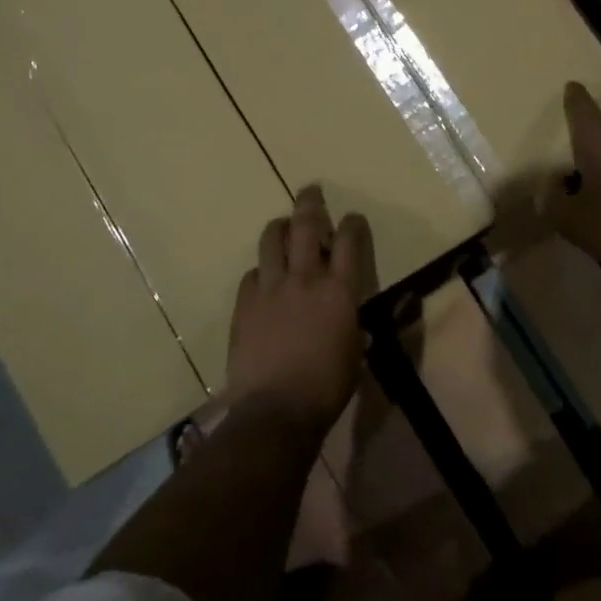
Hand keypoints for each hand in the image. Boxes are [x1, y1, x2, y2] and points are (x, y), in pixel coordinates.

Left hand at [226, 185, 373, 434]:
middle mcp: (305, 278)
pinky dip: (260, 271)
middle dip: (310, 203)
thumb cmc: (327, 387)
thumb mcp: (354, 355)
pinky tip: (263, 279)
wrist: (276, 409)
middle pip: (306, 225)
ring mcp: (270, 288)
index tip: (352, 218)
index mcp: (339, 290)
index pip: (349, 240)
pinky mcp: (245, 304)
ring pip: (271, 240)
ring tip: (282, 226)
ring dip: (279, 228)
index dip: (352, 223)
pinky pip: (251, 275)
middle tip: (310, 190)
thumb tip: (355, 325)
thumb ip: (353, 330)